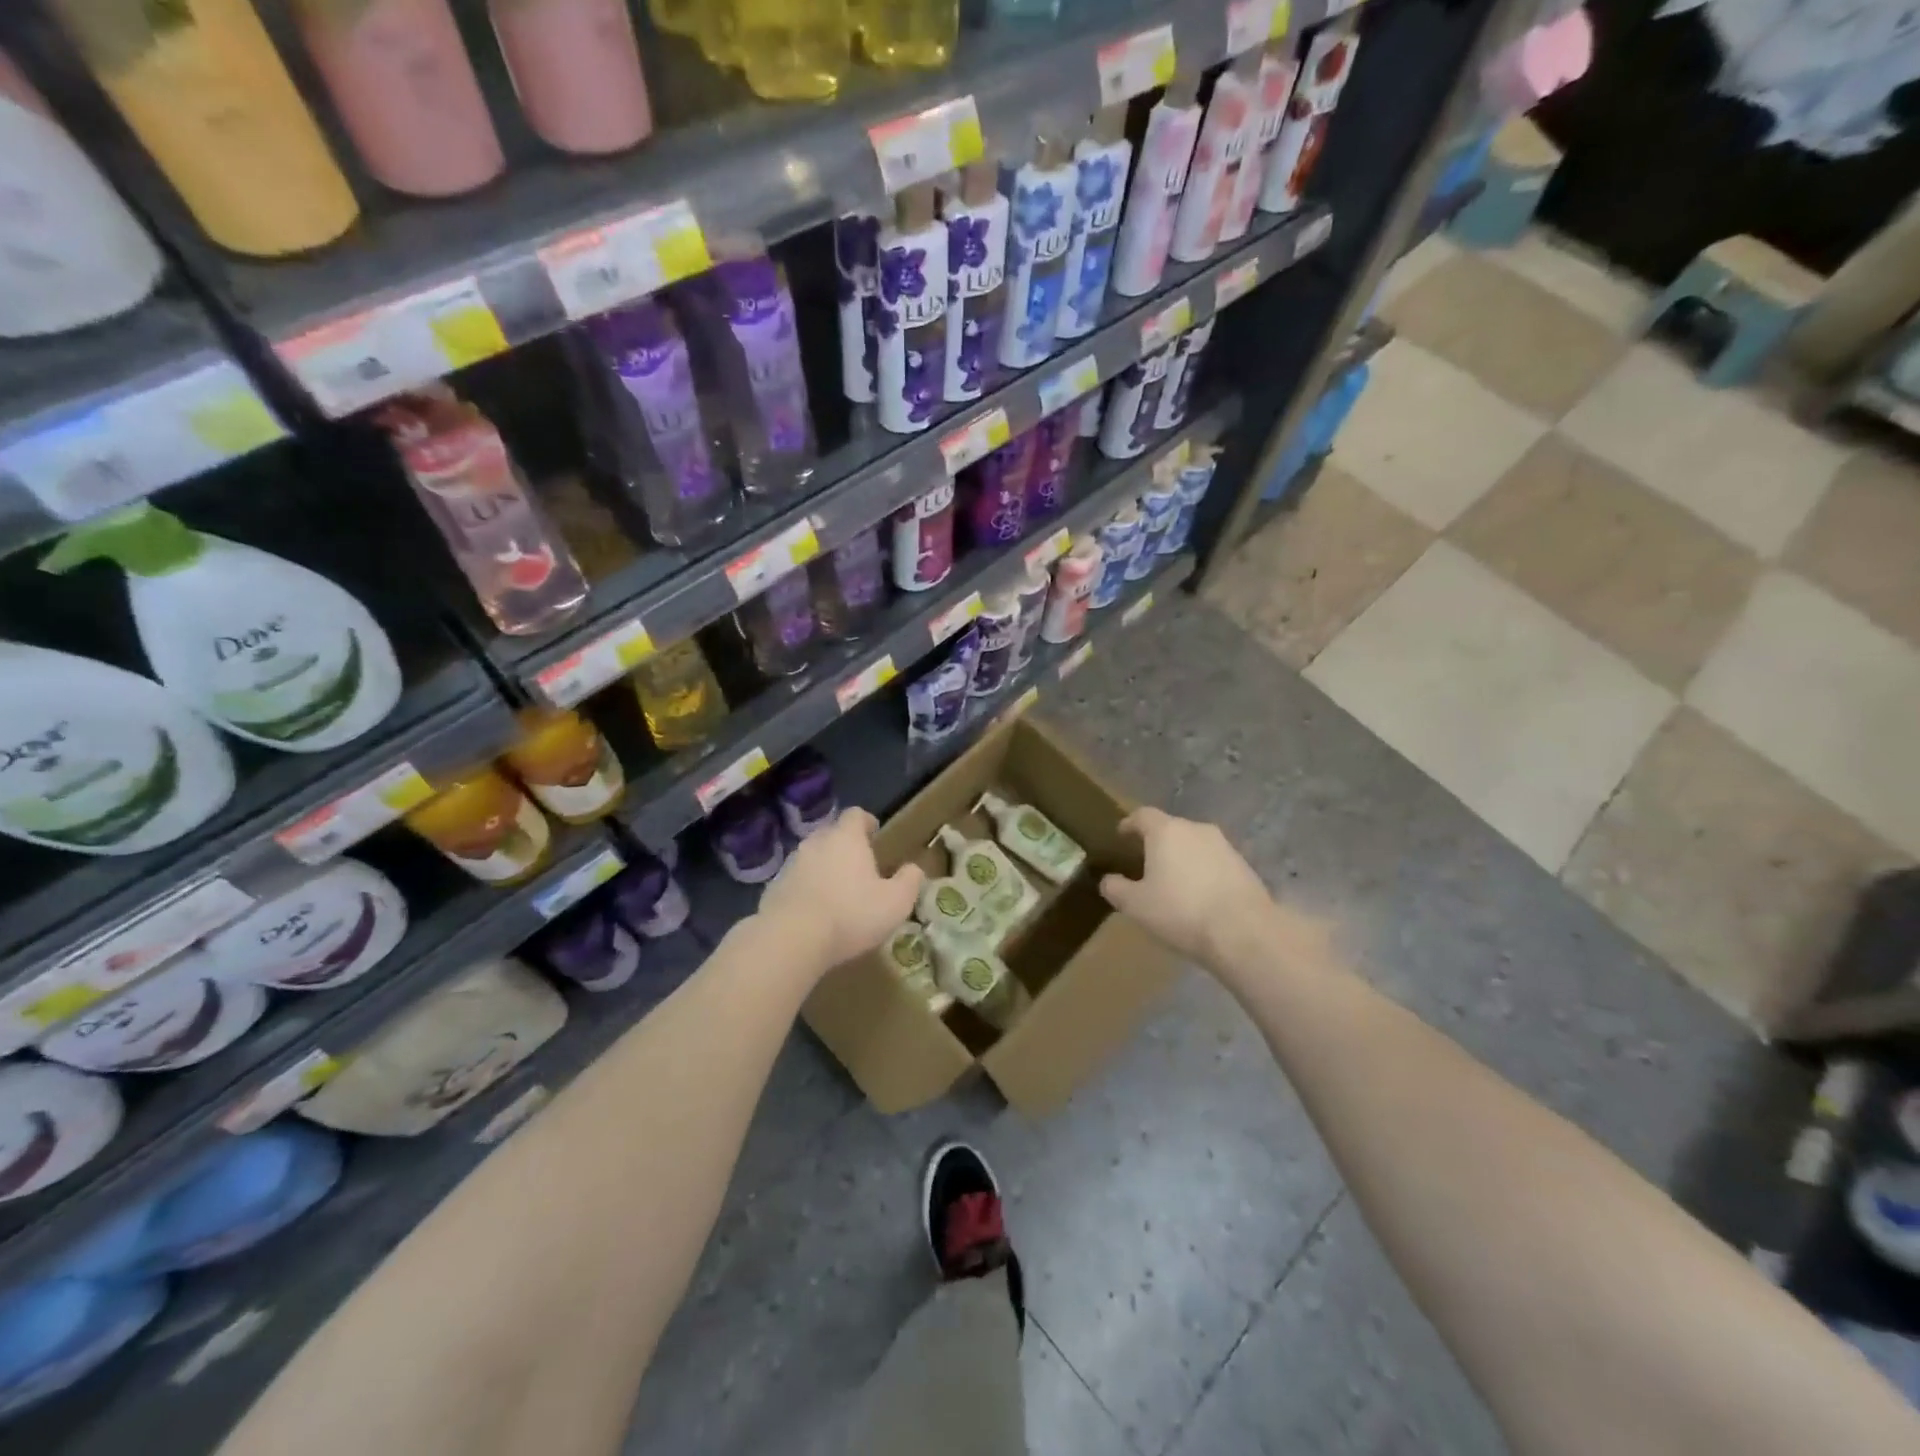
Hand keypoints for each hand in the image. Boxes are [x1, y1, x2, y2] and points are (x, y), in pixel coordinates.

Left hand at [758, 809, 923, 975]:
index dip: (866, 821)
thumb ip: (909, 881)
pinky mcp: (774, 887)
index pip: (855, 815)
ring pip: (812, 857)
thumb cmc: (851, 914)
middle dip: (845, 845)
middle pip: (831, 833)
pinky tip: (815, 911)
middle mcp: (816, 842)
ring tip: (837, 890)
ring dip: (824, 867)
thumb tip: (914, 869)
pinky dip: (806, 888)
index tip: (874, 832)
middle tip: (859, 865)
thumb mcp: (895, 902)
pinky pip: (796, 880)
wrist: (791, 939)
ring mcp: (791, 864)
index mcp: (846, 838)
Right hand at [1099, 807, 1271, 964]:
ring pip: (1194, 845)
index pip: (1142, 815)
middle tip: (1145, 864)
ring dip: (1182, 858)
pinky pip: (1214, 862)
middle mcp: (1196, 829)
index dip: (1129, 824)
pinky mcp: (1244, 866)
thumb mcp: (1136, 905)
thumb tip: (1107, 880)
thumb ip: (1116, 888)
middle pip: (1171, 829)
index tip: (1121, 835)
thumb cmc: (1181, 911)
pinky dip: (1203, 872)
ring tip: (1173, 883)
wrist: (1244, 931)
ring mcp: (1224, 846)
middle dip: (1157, 843)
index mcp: (1166, 831)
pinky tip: (1199, 897)